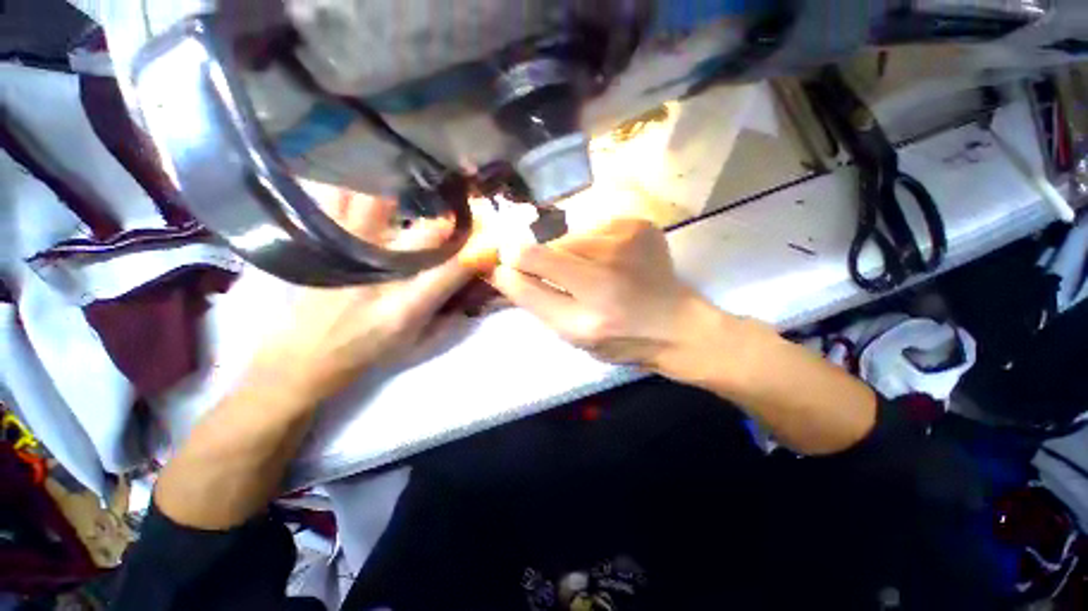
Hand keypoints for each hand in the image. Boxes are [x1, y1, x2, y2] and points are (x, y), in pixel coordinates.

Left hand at [253, 190, 472, 399]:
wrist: (302, 358)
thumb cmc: (368, 353)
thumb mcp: (418, 344)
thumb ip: (450, 314)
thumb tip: (475, 283)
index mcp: (406, 307)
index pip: (453, 270)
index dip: (479, 250)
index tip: (495, 237)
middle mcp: (378, 276)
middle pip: (426, 233)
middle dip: (455, 218)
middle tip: (468, 204)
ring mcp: (344, 254)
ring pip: (377, 203)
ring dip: (406, 191)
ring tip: (421, 180)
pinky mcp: (317, 242)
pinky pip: (334, 198)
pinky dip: (354, 184)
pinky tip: (369, 178)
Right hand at [490, 218, 723, 379]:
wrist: (676, 326)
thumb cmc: (619, 339)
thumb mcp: (572, 335)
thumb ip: (534, 301)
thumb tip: (501, 269)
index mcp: (588, 313)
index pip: (527, 272)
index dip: (507, 266)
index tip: (499, 265)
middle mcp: (606, 273)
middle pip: (541, 247)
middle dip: (534, 258)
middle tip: (558, 274)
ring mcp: (626, 241)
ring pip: (566, 235)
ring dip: (566, 253)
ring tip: (591, 272)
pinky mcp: (639, 224)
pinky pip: (592, 227)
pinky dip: (591, 243)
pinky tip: (610, 261)